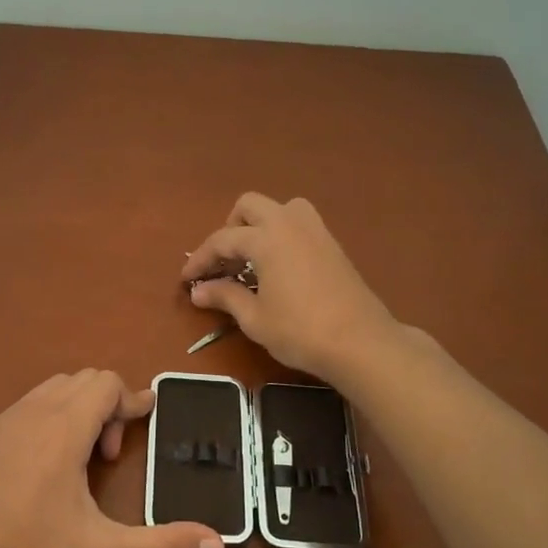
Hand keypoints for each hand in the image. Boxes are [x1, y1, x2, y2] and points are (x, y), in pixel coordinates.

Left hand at [0, 370, 224, 547]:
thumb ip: (163, 544)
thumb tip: (218, 544)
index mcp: (64, 428)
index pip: (105, 382)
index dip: (131, 400)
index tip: (147, 419)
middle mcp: (33, 413)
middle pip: (81, 380)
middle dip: (106, 406)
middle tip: (109, 456)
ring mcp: (3, 423)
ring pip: (51, 390)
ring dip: (76, 410)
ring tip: (81, 460)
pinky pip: (26, 407)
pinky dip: (48, 418)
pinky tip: (45, 467)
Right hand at [181, 194, 400, 381]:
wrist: (360, 342)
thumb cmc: (300, 330)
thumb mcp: (254, 318)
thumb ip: (225, 297)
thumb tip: (197, 291)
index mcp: (266, 238)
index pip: (222, 240)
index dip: (200, 259)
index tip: (187, 279)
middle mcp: (289, 223)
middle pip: (250, 206)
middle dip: (230, 228)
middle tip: (224, 263)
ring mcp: (315, 230)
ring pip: (280, 208)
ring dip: (260, 224)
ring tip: (252, 258)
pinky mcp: (332, 244)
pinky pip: (299, 223)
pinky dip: (281, 234)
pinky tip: (278, 267)